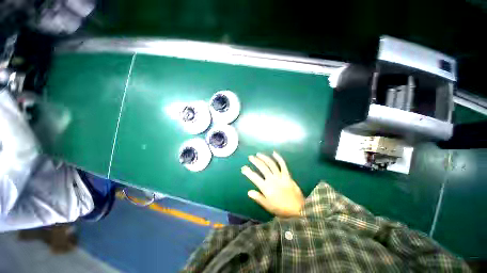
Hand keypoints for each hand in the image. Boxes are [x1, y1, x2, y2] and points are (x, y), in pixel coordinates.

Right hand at [241, 151, 304, 217]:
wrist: (298, 209)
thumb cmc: (281, 209)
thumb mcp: (268, 206)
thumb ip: (258, 198)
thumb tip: (249, 192)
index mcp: (266, 188)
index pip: (255, 177)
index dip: (248, 172)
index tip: (243, 168)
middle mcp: (272, 179)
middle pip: (262, 167)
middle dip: (255, 161)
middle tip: (250, 157)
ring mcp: (280, 176)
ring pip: (271, 164)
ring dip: (264, 158)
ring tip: (259, 154)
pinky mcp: (287, 175)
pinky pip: (283, 164)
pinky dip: (278, 158)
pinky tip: (274, 153)